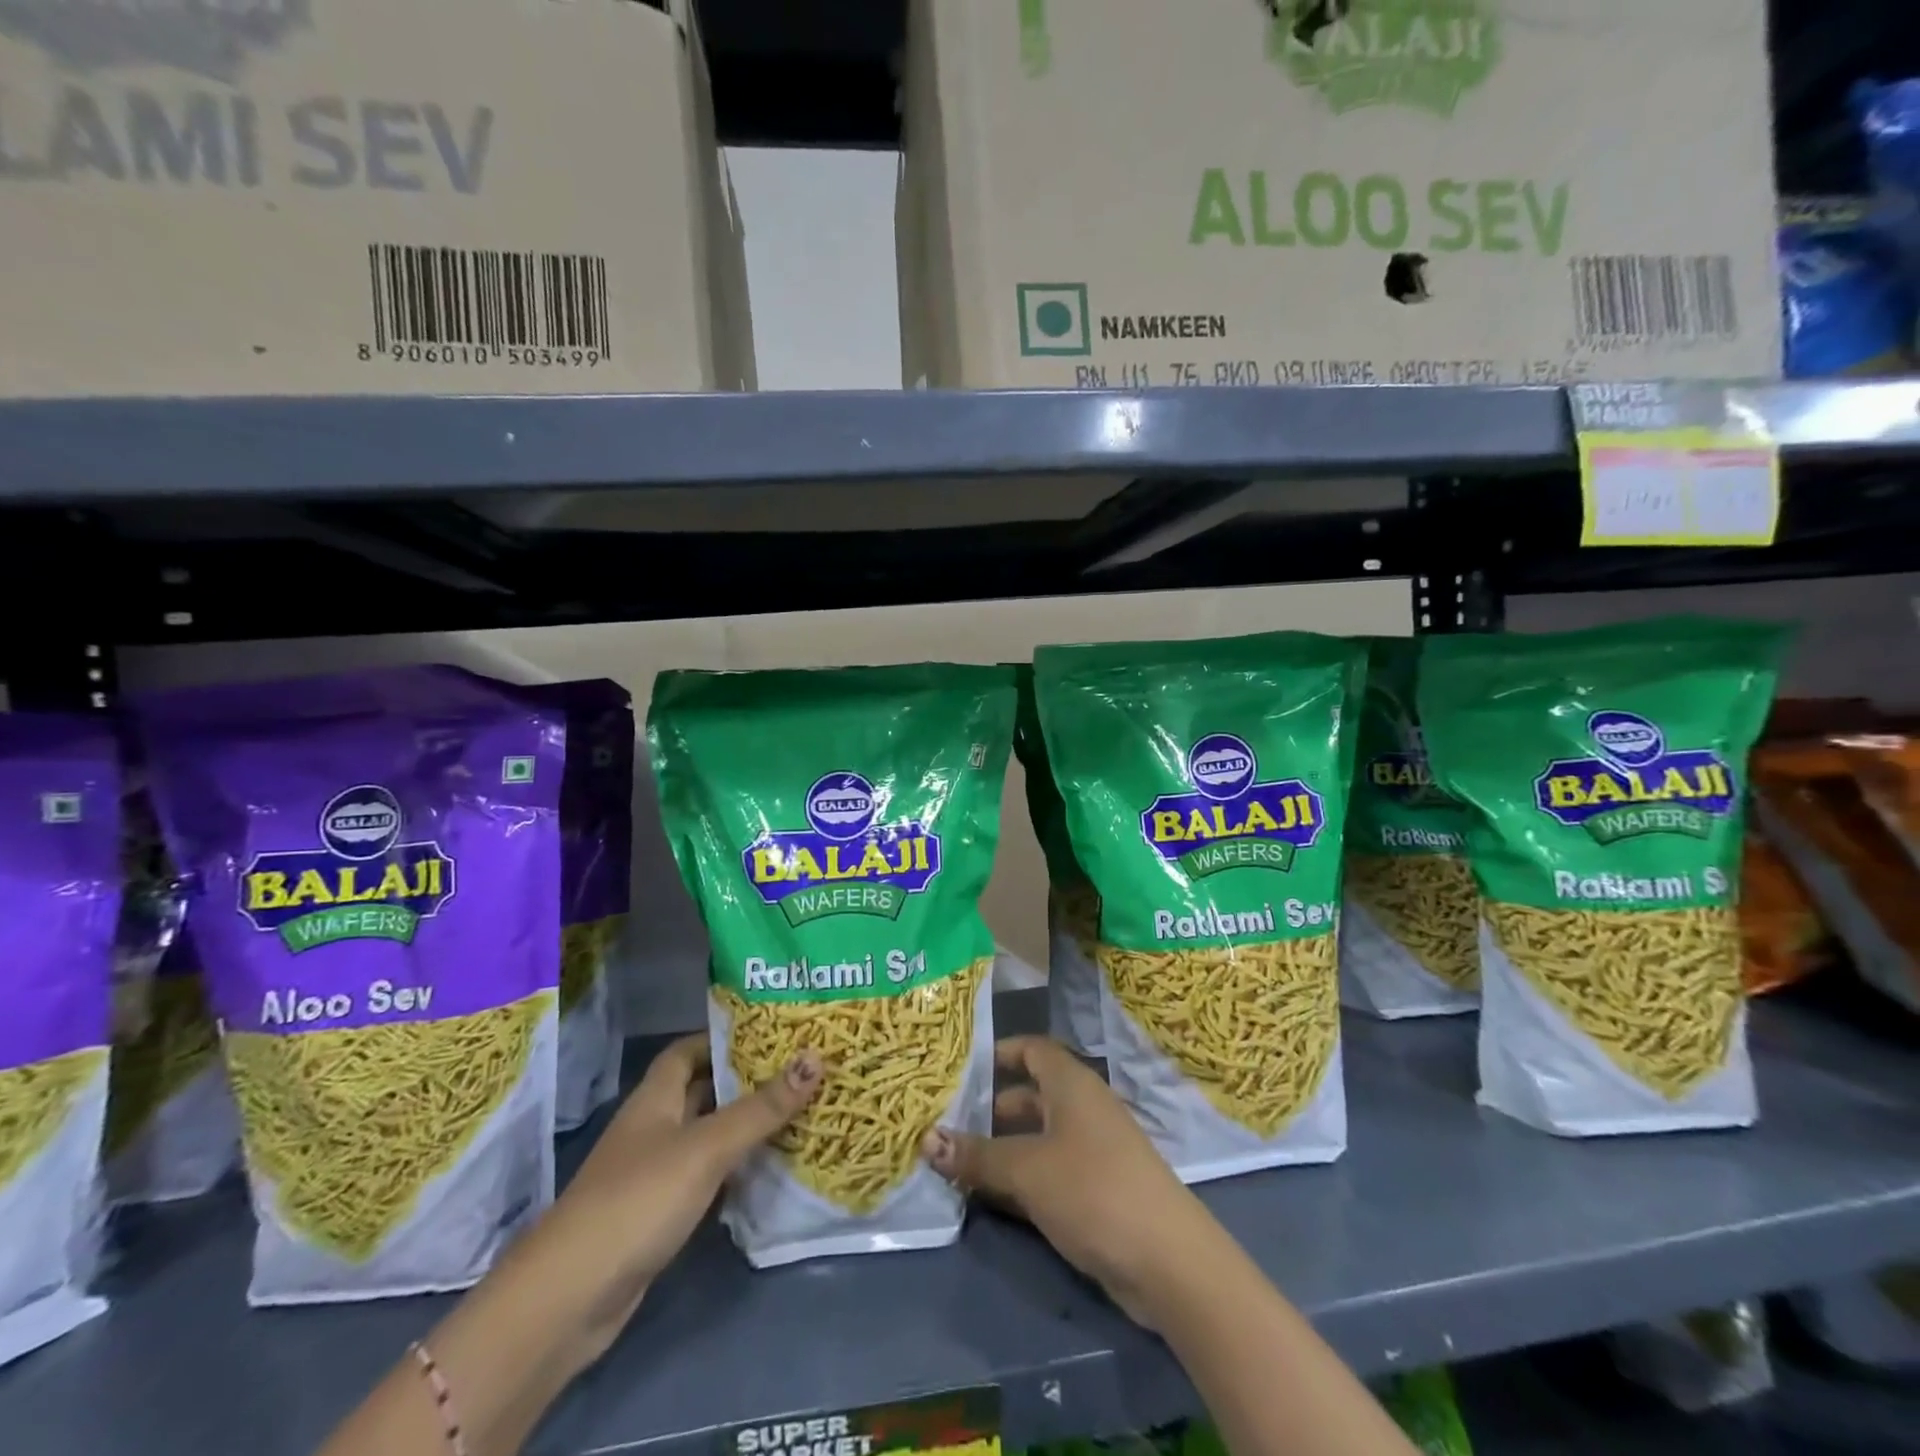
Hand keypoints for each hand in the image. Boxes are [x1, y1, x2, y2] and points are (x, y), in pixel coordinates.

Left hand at [523, 1035, 821, 1360]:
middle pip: (701, 1090)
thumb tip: (815, 1058)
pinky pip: (705, 1175)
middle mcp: (653, 1127)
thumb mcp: (706, 1148)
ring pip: (706, 1134)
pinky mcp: (658, 1214)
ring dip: (744, 1125)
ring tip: (797, 1110)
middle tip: (799, 1069)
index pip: (687, 1050)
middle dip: (745, 1079)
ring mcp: (653, 1173)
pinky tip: (768, 1168)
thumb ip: (761, 1108)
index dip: (723, 1037)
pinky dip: (734, 1168)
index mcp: (655, 1098)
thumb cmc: (638, 1201)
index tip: (771, 1032)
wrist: (569, 1300)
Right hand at [921, 1036, 1216, 1326]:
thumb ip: (977, 1155)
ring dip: (999, 1150)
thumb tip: (927, 1139)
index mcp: (1071, 1084)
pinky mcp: (1095, 1191)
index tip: (959, 1067)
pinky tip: (986, 1198)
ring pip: (1035, 1138)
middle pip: (1029, 1096)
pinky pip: (1047, 1172)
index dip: (998, 1053)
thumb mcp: (1027, 1169)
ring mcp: (1091, 1151)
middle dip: (989, 1109)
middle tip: (944, 1122)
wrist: (1168, 1261)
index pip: (1031, 1049)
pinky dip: (1018, 1179)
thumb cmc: (1093, 1189)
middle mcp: (1082, 1108)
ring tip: (953, 1162)